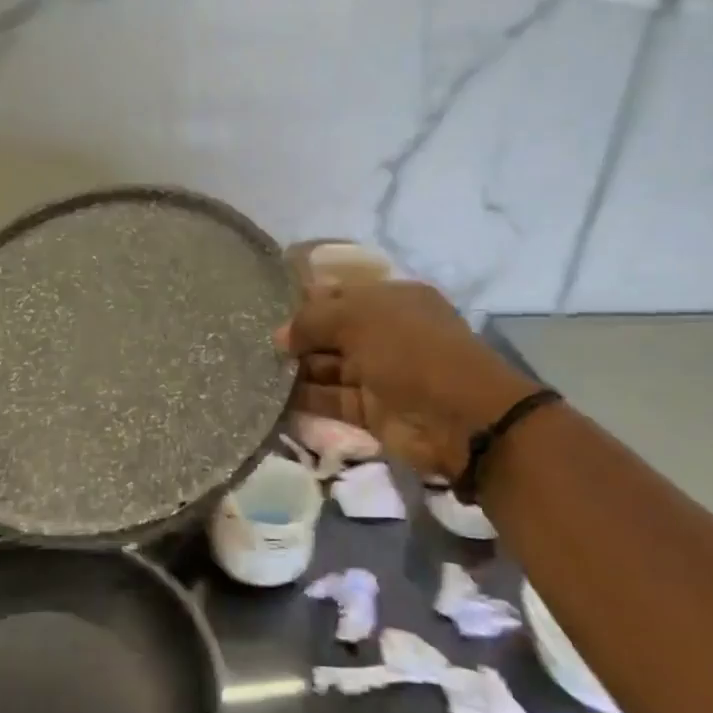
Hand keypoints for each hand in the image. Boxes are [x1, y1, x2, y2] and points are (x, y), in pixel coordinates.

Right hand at [278, 281, 536, 479]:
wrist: (458, 417)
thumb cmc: (409, 350)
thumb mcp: (358, 318)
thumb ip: (313, 320)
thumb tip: (279, 334)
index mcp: (391, 301)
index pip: (340, 295)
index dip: (306, 301)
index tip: (267, 309)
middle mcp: (385, 334)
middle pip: (331, 333)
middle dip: (297, 338)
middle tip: (253, 344)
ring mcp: (379, 374)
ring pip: (328, 369)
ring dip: (296, 371)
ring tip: (254, 371)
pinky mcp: (372, 412)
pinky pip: (332, 401)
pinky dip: (305, 401)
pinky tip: (271, 398)